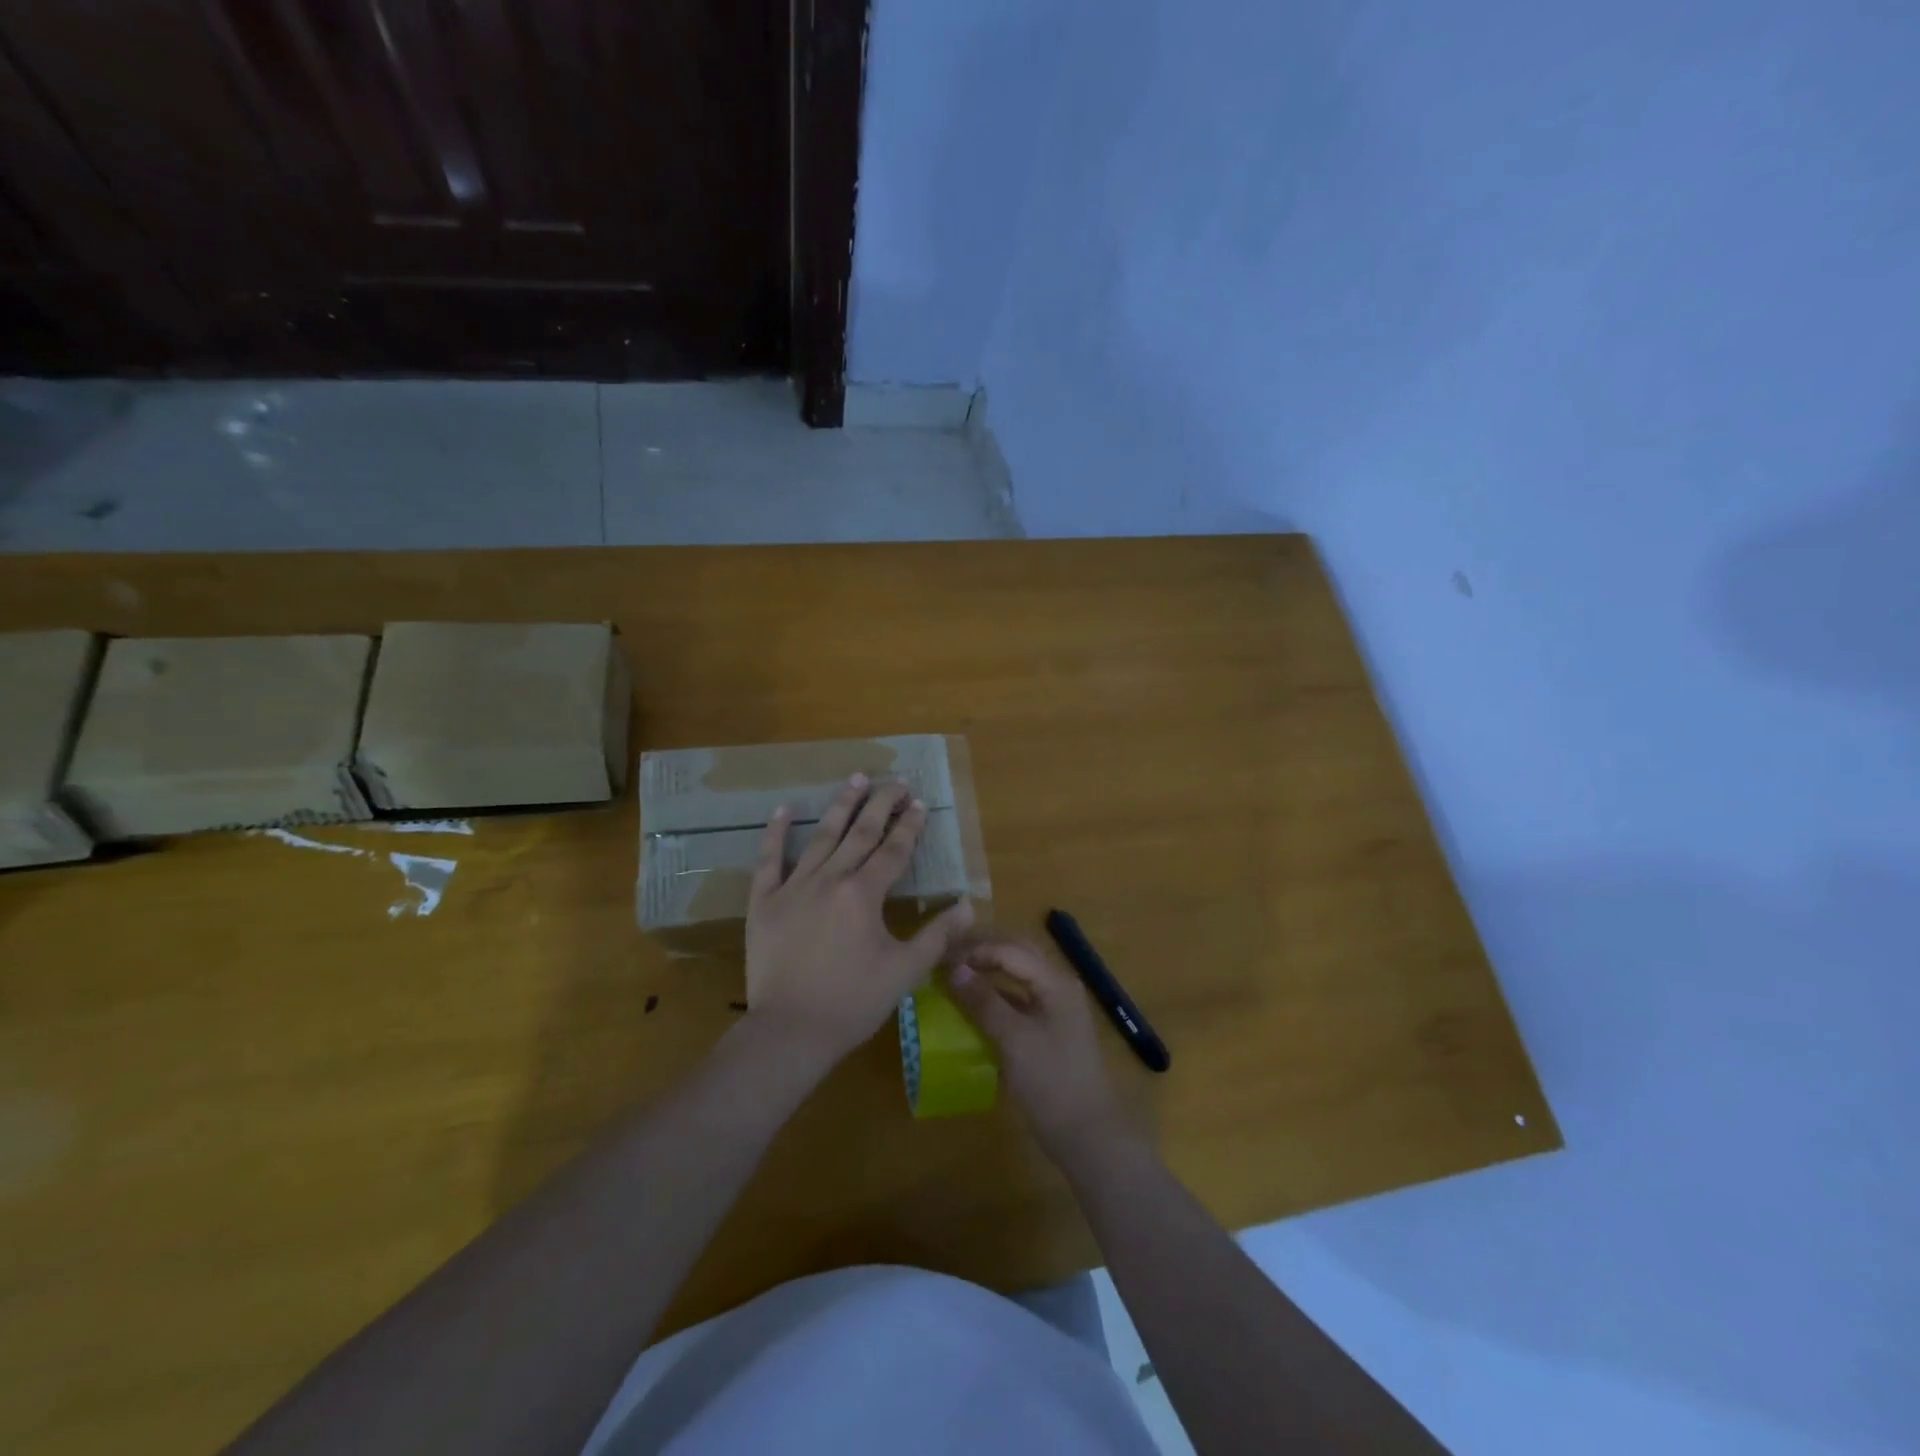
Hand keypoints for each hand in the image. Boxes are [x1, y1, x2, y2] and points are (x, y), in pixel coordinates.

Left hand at [744, 775, 973, 1066]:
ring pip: (822, 836)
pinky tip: (784, 808)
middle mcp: (830, 879)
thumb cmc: (853, 1002)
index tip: (919, 803)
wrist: (789, 1032)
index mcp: (864, 894)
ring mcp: (794, 888)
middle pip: (860, 833)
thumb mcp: (905, 971)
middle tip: (895, 780)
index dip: (909, 825)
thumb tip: (968, 905)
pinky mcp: (764, 902)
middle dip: (881, 804)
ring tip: (856, 779)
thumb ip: (937, 935)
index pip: (893, 850)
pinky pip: (769, 860)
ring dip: (841, 805)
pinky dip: (776, 833)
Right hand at [946, 938, 1136, 1164]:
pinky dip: (995, 996)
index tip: (943, 957)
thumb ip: (984, 1002)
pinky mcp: (1048, 1029)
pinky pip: (1019, 1000)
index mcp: (1055, 982)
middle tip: (947, 956)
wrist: (1087, 1135)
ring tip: (955, 974)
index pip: (1011, 950)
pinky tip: (972, 1004)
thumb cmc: (1051, 1082)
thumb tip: (954, 969)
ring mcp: (1055, 1008)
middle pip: (1017, 955)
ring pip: (1018, 976)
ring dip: (988, 971)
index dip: (976, 950)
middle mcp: (1058, 986)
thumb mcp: (1014, 1040)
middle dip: (983, 952)